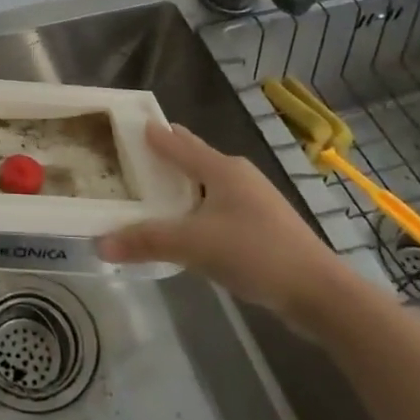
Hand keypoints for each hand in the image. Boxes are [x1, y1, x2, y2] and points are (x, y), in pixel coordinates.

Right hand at [97, 121, 354, 332]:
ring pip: (204, 183)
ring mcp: (252, 200)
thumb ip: (146, 241)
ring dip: (178, 185)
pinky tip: (183, 226)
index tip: (120, 126)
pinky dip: (194, 208)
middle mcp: (236, 175)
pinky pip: (216, 206)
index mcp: (220, 168)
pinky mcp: (261, 225)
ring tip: (148, 193)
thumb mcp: (194, 245)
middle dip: (161, 156)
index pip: (175, 141)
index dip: (148, 132)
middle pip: (191, 157)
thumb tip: (99, 243)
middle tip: (126, 158)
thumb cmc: (256, 253)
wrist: (320, 292)